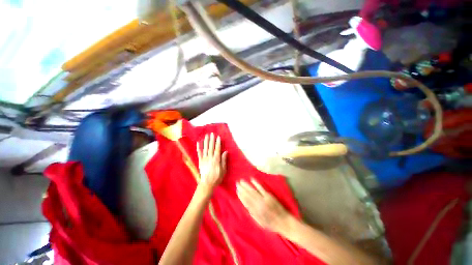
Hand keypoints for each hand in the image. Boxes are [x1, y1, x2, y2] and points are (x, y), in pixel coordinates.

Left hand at [197, 133, 227, 190]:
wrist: (207, 184)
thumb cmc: (217, 177)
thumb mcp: (223, 170)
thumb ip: (224, 160)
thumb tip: (225, 152)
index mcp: (216, 159)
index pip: (217, 149)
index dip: (218, 142)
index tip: (218, 137)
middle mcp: (210, 158)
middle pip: (211, 147)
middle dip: (211, 140)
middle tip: (211, 133)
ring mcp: (204, 159)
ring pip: (205, 148)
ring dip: (205, 141)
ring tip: (206, 136)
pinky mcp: (200, 161)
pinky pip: (199, 153)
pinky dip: (198, 148)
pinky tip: (198, 143)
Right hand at [236, 179, 293, 234]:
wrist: (283, 222)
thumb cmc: (271, 224)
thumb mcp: (260, 223)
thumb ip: (252, 215)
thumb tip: (245, 207)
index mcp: (255, 212)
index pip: (246, 202)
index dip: (241, 196)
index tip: (237, 191)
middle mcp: (258, 205)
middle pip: (248, 195)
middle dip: (242, 189)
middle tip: (237, 183)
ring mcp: (263, 199)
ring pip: (253, 191)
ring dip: (247, 185)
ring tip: (241, 181)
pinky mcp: (269, 195)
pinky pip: (261, 188)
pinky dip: (256, 184)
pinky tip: (252, 179)